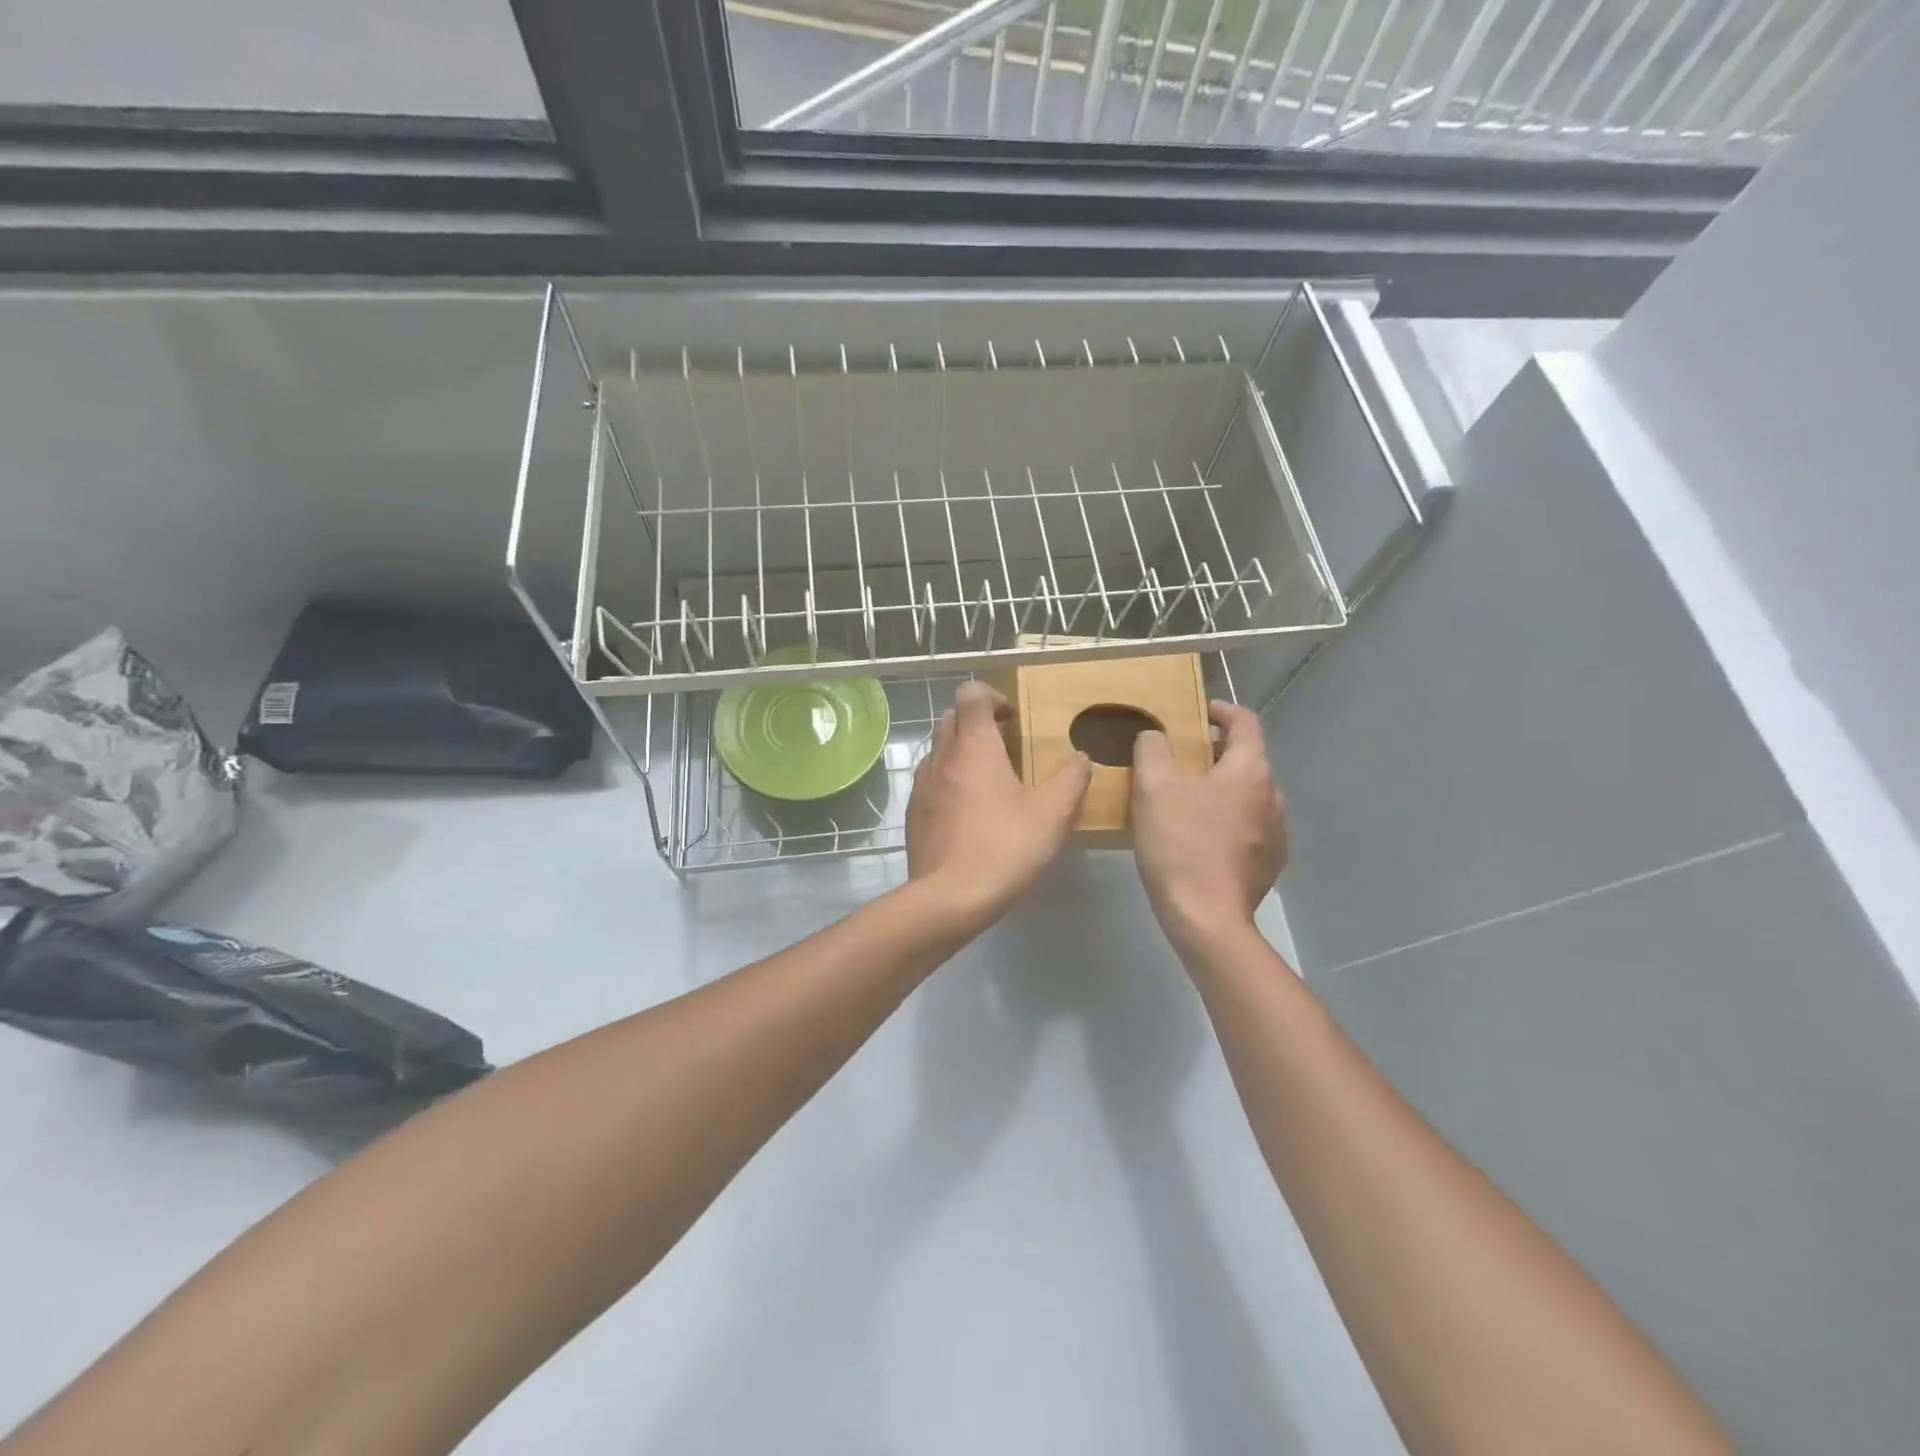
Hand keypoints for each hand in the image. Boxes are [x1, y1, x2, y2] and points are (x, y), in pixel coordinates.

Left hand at [907, 682, 1091, 924]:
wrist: (948, 898)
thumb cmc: (1004, 847)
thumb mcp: (1052, 814)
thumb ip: (1071, 779)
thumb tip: (1080, 757)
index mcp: (974, 746)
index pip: (971, 694)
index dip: (992, 696)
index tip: (1013, 720)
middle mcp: (942, 757)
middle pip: (953, 718)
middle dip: (978, 723)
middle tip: (1006, 747)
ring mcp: (922, 785)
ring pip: (939, 750)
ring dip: (962, 752)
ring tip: (989, 781)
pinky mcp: (914, 813)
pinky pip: (930, 781)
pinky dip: (949, 781)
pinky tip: (969, 812)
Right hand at [1131, 700, 1286, 955]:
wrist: (1208, 918)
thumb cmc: (1180, 845)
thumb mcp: (1153, 788)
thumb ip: (1152, 749)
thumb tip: (1154, 735)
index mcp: (1250, 770)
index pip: (1245, 722)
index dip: (1221, 711)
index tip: (1197, 713)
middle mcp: (1273, 796)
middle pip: (1246, 760)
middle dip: (1214, 753)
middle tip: (1178, 760)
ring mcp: (1276, 832)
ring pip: (1247, 795)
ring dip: (1221, 788)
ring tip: (1186, 800)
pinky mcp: (1270, 863)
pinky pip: (1249, 827)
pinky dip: (1227, 820)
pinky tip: (1200, 837)